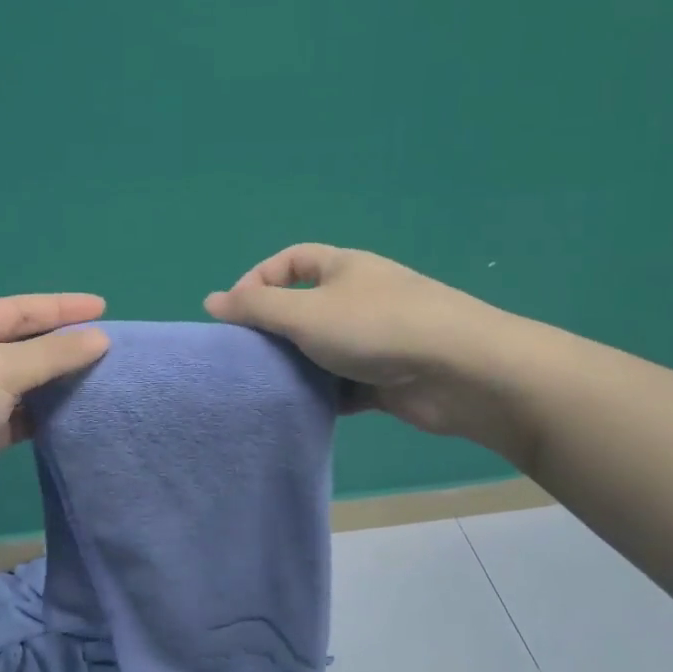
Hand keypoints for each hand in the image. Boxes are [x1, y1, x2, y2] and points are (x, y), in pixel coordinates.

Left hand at [0, 294, 108, 551]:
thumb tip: (100, 339)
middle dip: (63, 344)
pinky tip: (77, 413)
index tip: (105, 307)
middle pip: (22, 345)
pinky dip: (46, 415)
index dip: (61, 307)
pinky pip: (20, 417)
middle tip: (111, 346)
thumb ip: (53, 354)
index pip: (18, 309)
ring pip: (23, 383)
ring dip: (58, 382)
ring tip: (104, 378)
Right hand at [205, 243, 529, 450]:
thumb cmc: (376, 328)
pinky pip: (344, 384)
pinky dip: (325, 395)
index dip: (257, 280)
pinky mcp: (388, 378)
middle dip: (275, 331)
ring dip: (298, 366)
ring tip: (268, 386)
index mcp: (343, 268)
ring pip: (323, 350)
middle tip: (247, 356)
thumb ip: (256, 308)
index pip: (290, 261)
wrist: (461, 372)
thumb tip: (211, 301)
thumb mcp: (305, 312)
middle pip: (304, 308)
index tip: (235, 313)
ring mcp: (376, 339)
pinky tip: (303, 410)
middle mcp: (359, 298)